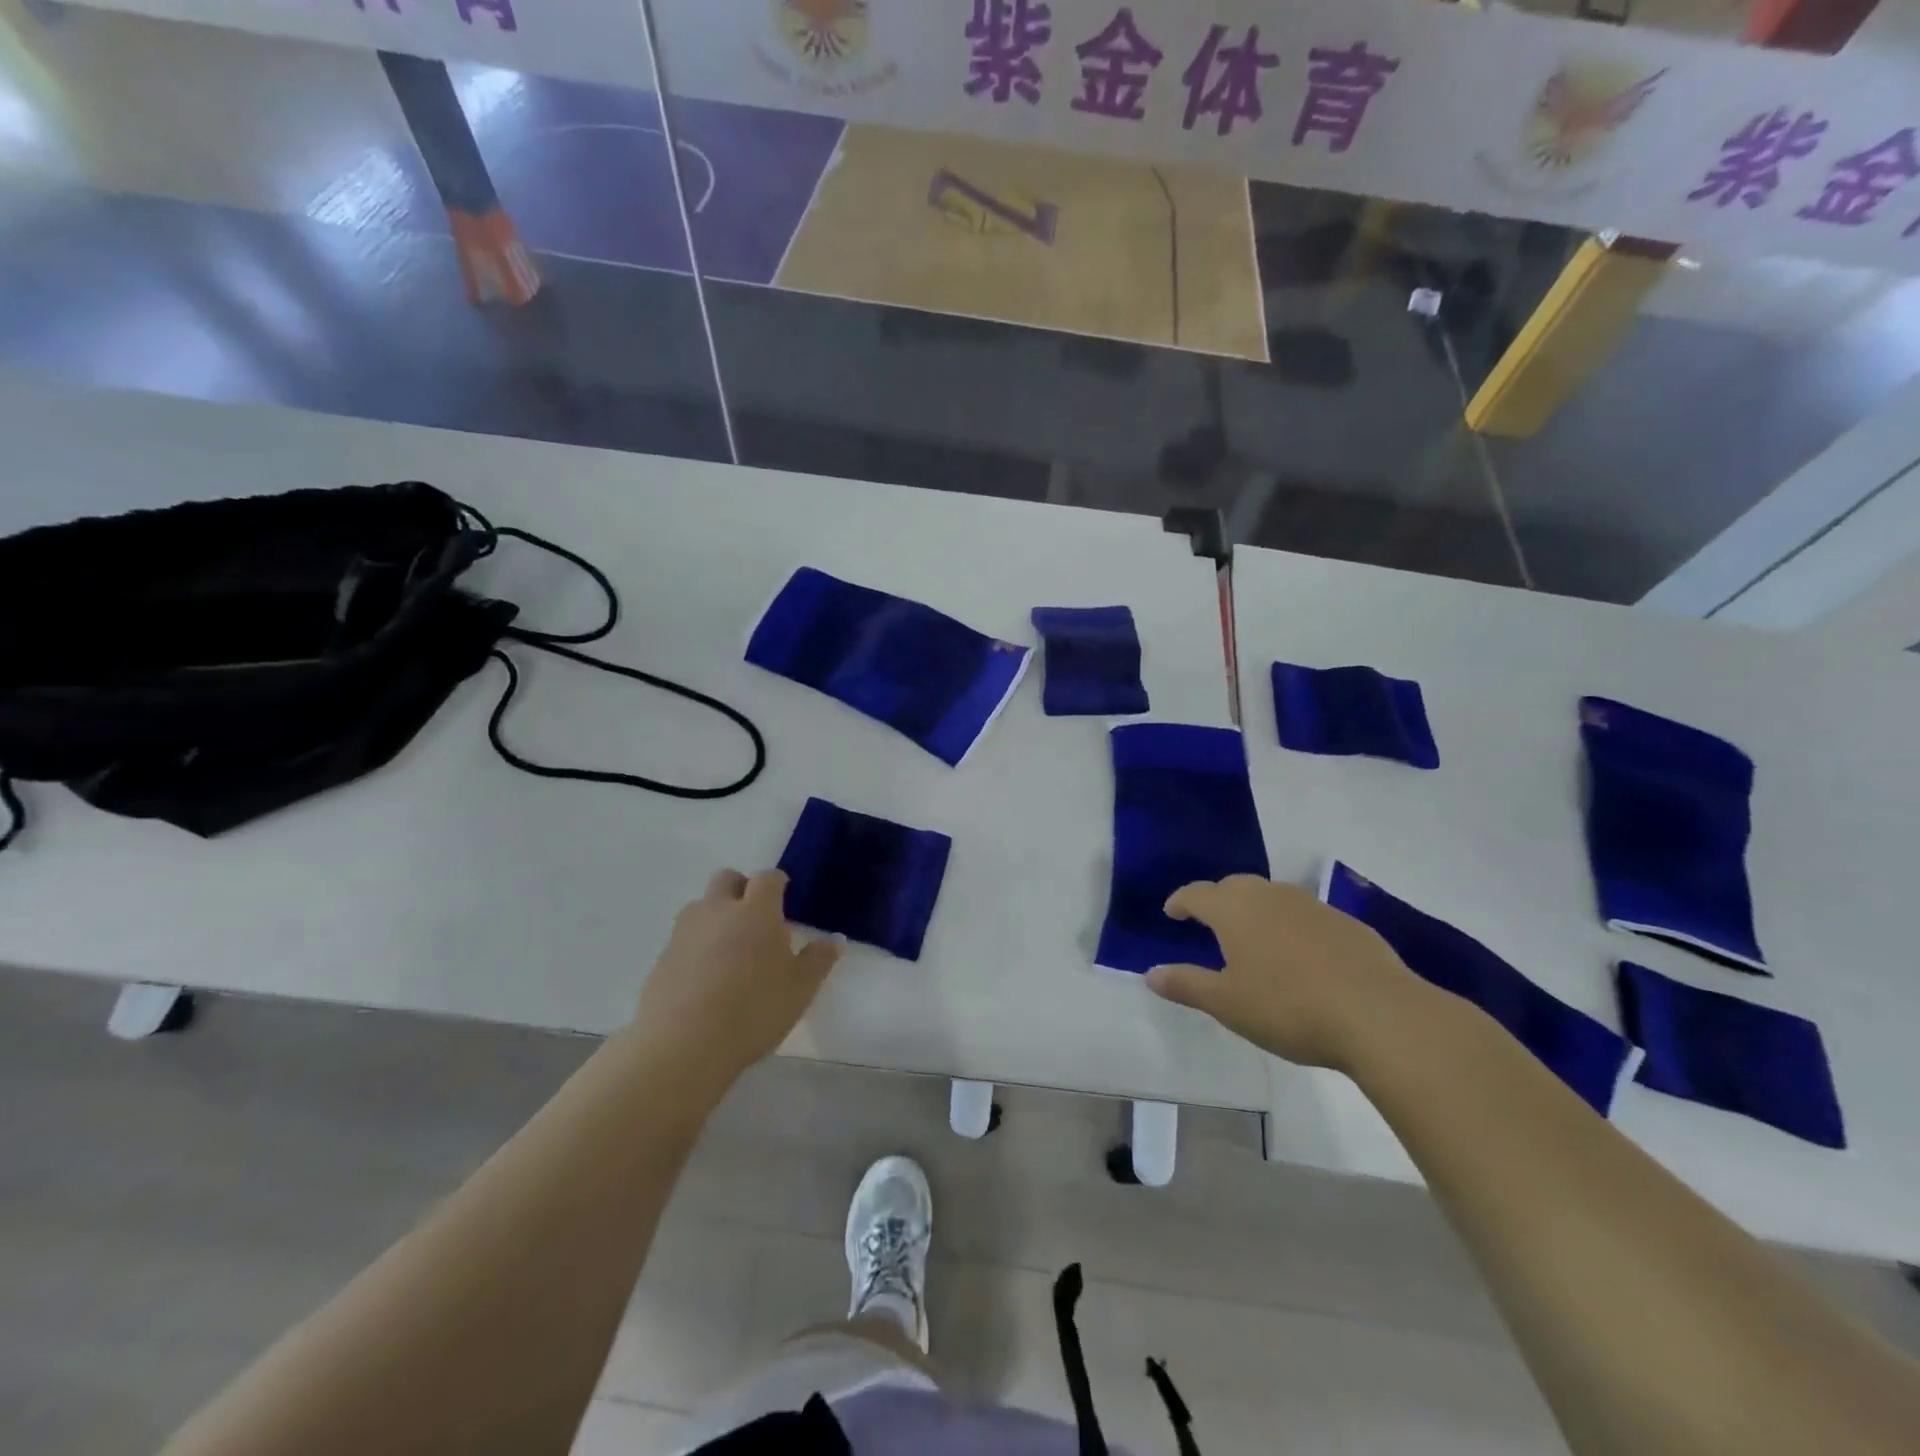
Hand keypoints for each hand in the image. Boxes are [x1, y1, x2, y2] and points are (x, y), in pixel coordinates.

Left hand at [632, 869, 841, 1089]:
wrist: (683, 1045)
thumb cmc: (754, 1009)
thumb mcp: (800, 988)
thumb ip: (819, 960)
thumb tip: (836, 939)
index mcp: (756, 910)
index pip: (768, 878)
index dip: (777, 883)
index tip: (784, 896)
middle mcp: (718, 910)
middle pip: (727, 879)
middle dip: (742, 889)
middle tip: (756, 918)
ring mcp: (685, 932)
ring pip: (701, 907)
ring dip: (716, 916)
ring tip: (730, 950)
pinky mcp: (662, 958)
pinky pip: (684, 939)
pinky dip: (696, 947)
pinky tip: (706, 979)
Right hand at [1144, 874, 1427, 1070]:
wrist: (1379, 1015)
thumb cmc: (1289, 1007)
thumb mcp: (1228, 1004)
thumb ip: (1186, 985)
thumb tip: (1150, 973)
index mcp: (1234, 910)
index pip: (1197, 894)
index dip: (1180, 901)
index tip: (1172, 913)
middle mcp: (1270, 896)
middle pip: (1234, 887)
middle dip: (1217, 900)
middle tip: (1210, 923)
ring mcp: (1312, 906)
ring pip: (1272, 897)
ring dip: (1256, 910)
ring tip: (1253, 938)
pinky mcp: (1347, 923)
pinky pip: (1305, 915)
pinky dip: (1291, 926)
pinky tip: (1300, 956)